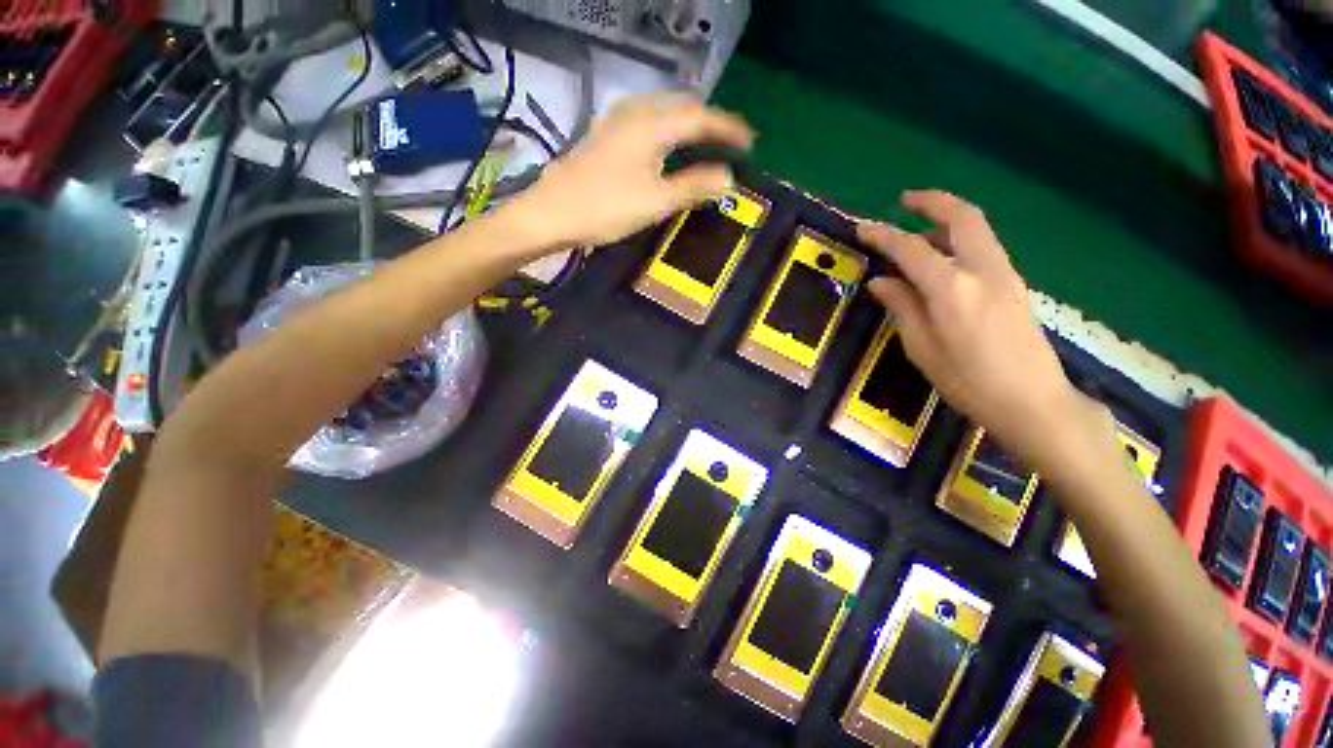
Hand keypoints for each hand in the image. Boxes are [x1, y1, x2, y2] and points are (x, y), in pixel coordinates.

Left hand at [509, 94, 753, 250]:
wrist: (553, 213)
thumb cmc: (607, 207)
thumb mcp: (656, 201)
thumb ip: (694, 186)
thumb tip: (728, 177)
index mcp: (652, 124)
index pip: (701, 117)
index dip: (728, 128)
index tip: (750, 141)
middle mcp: (636, 112)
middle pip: (682, 108)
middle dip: (710, 122)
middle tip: (730, 141)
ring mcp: (617, 122)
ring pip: (664, 112)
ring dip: (689, 125)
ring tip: (706, 143)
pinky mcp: (606, 136)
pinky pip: (648, 123)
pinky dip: (669, 131)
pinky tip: (669, 147)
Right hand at [859, 191, 1098, 460]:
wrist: (1033, 402)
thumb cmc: (968, 381)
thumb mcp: (922, 348)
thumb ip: (902, 307)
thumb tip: (881, 281)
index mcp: (952, 289)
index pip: (911, 249)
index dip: (883, 235)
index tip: (861, 227)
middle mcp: (983, 270)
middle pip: (962, 218)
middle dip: (933, 202)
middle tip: (905, 200)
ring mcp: (1005, 274)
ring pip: (977, 230)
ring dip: (947, 222)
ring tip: (917, 236)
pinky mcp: (1015, 285)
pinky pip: (984, 248)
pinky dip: (961, 241)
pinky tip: (943, 261)